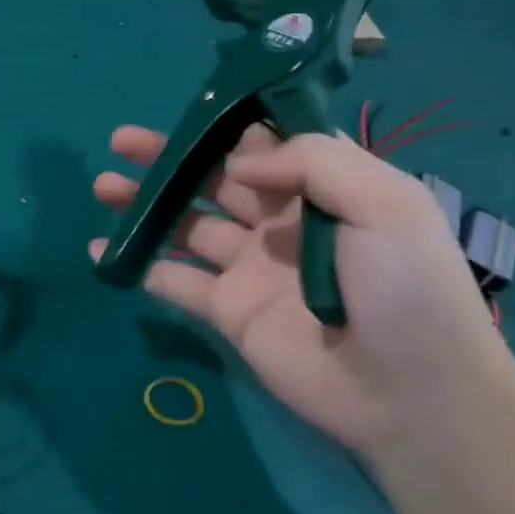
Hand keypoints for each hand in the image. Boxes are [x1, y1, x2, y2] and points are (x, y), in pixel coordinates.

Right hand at [92, 124, 514, 454]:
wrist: (412, 396)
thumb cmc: (406, 290)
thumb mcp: (386, 205)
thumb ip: (312, 162)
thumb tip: (239, 159)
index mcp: (322, 192)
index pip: (264, 148)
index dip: (224, 130)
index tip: (188, 118)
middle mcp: (280, 225)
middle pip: (212, 181)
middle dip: (167, 160)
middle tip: (120, 143)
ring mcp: (249, 269)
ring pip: (184, 226)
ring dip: (144, 205)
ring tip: (103, 188)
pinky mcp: (227, 311)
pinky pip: (173, 281)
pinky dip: (138, 265)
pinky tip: (102, 250)